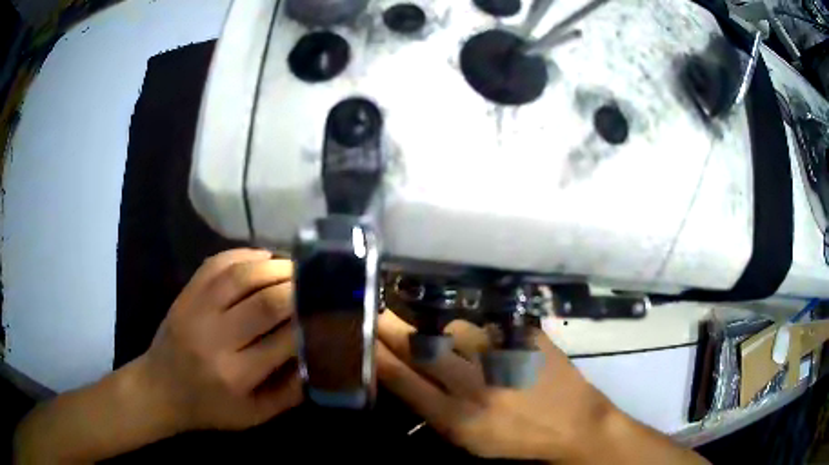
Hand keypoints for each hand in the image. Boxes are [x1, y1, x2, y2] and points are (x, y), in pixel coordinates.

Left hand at [136, 248, 301, 431]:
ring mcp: (195, 311)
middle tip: (317, 284)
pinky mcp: (185, 295)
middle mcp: (215, 339)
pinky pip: (216, 264)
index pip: (284, 341)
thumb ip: (289, 392)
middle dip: (297, 289)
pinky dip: (244, 255)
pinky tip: (263, 257)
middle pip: (264, 303)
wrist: (160, 389)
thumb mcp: (255, 416)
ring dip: (274, 266)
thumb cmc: (211, 408)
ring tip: (296, 267)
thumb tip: (319, 358)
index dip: (309, 323)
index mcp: (236, 375)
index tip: (328, 313)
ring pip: (241, 276)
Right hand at [375, 310, 618, 461]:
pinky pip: (485, 326)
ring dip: (438, 332)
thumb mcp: (467, 439)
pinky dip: (473, 330)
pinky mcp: (524, 339)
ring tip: (438, 336)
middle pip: (420, 348)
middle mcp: (474, 385)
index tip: (360, 335)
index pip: (402, 379)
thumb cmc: (515, 438)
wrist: (573, 422)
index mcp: (456, 418)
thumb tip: (402, 374)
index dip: (377, 354)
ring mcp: (502, 357)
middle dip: (390, 328)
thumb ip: (432, 409)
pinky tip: (476, 337)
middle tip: (375, 312)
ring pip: (451, 332)